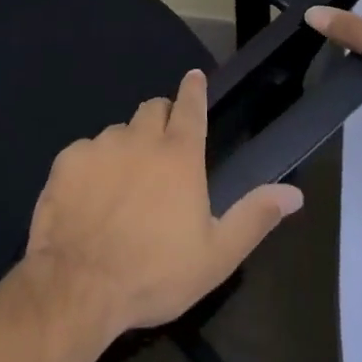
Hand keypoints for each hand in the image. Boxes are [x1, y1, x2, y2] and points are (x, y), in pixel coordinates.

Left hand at [22, 69, 303, 337]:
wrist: (78, 285)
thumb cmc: (155, 273)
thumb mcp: (217, 255)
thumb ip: (254, 217)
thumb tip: (294, 193)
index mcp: (179, 155)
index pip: (190, 107)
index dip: (194, 90)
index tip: (194, 76)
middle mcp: (140, 138)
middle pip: (153, 109)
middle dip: (161, 119)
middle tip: (161, 149)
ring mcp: (100, 145)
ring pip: (118, 132)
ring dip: (126, 148)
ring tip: (122, 186)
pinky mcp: (67, 160)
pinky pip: (85, 152)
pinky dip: (92, 167)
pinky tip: (89, 198)